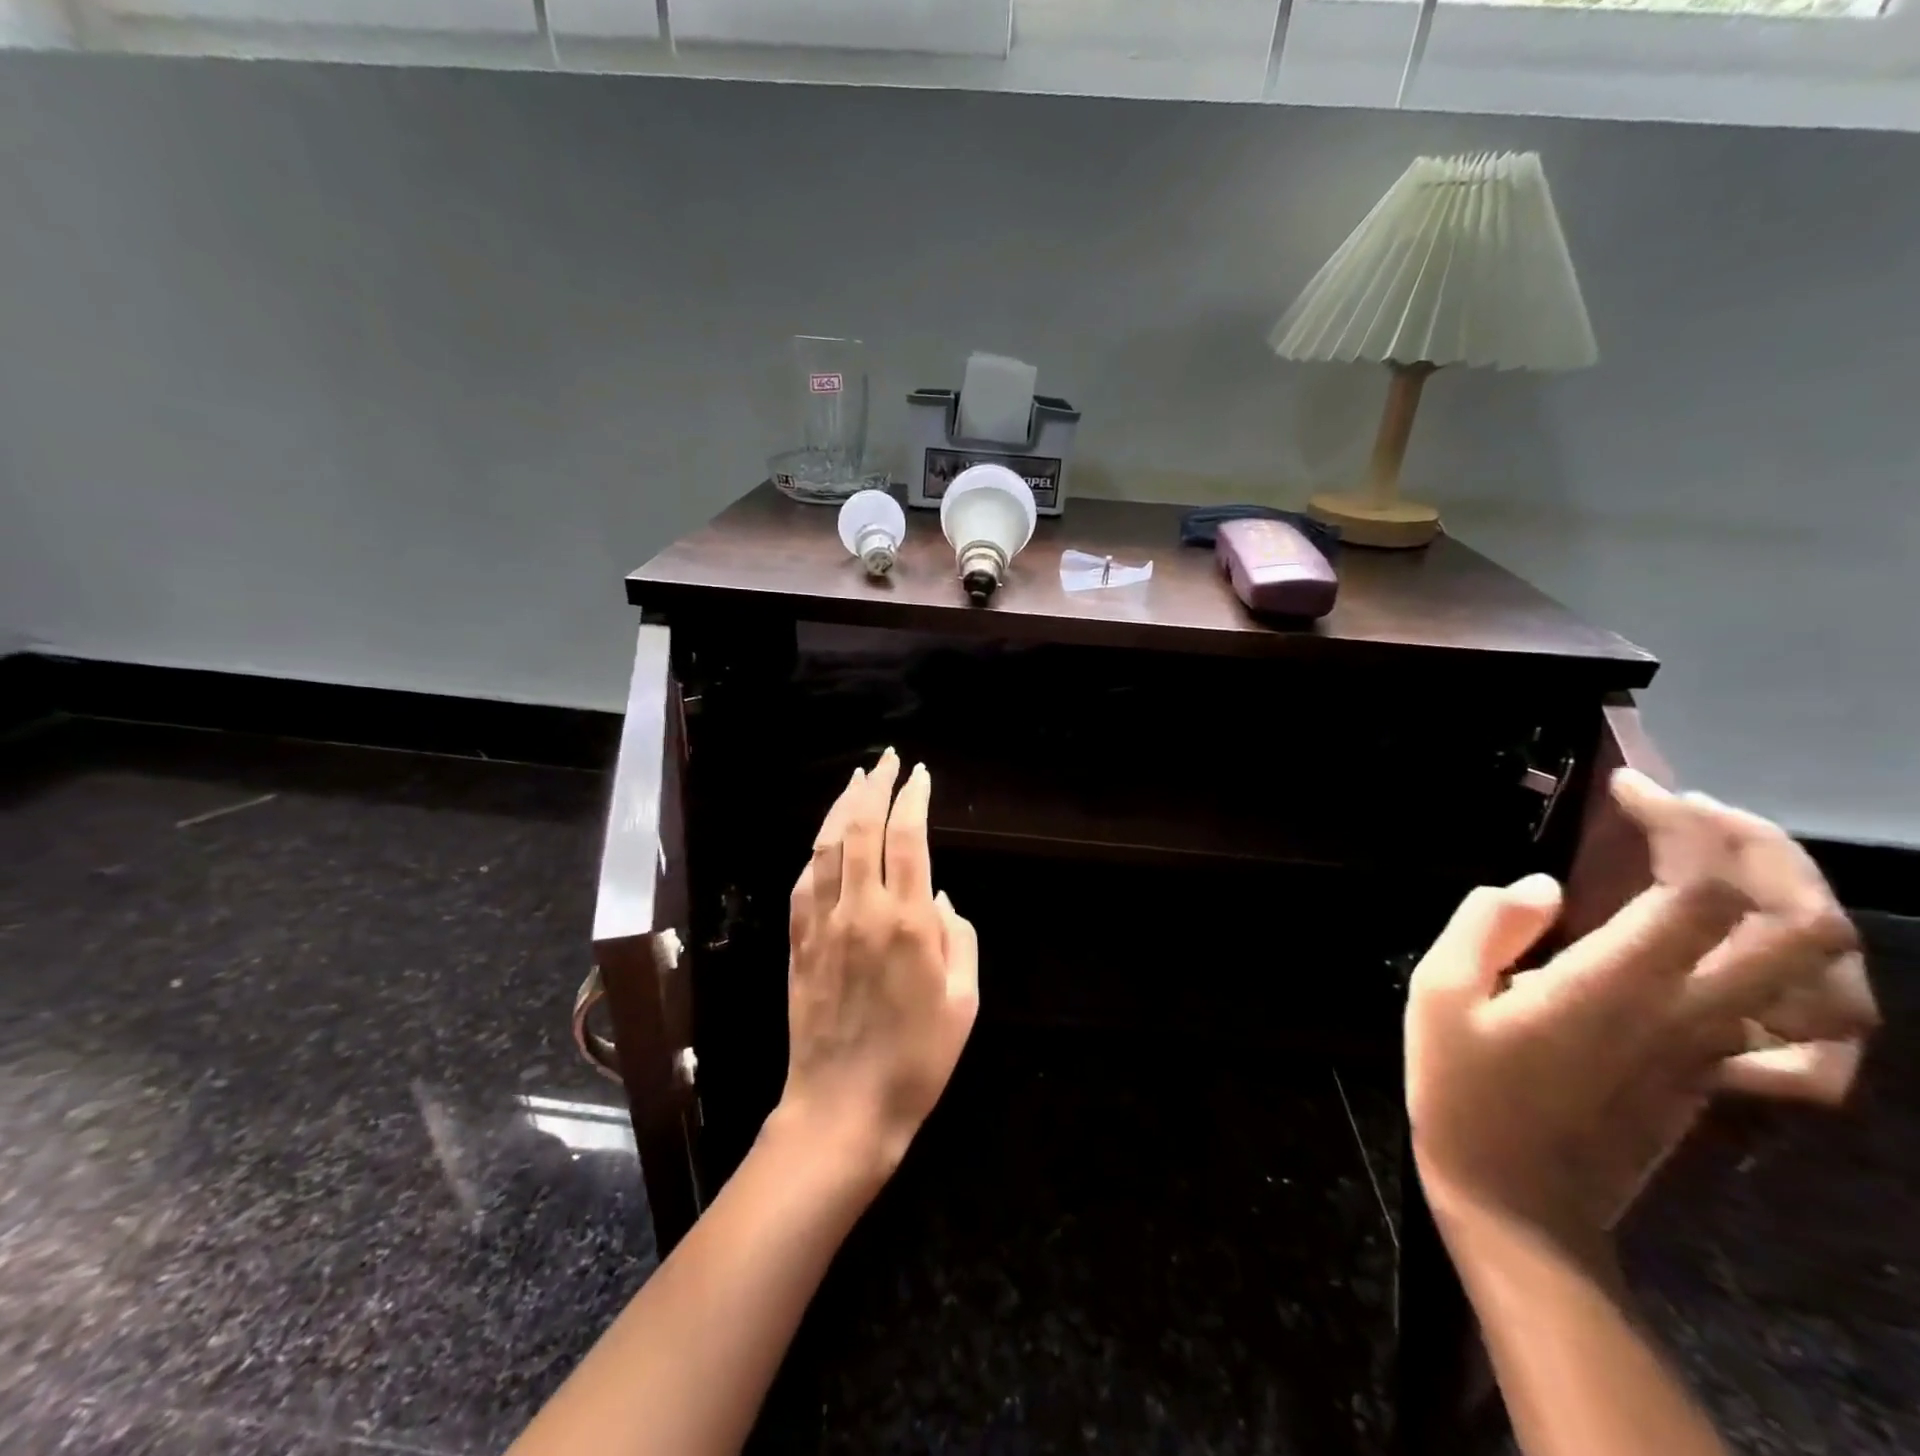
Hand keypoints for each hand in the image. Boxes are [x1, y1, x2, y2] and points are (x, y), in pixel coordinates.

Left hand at [776, 749, 978, 1177]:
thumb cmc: (916, 1061)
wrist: (842, 1109)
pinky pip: (804, 881)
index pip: (908, 838)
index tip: (920, 775)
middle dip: (875, 786)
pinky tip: (826, 840)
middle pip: (862, 828)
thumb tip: (942, 898)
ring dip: (842, 807)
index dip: (913, 799)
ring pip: (827, 846)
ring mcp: (823, 924)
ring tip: (856, 782)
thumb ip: (960, 940)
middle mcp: (862, 911)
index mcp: (908, 923)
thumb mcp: (963, 1003)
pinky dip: (817, 851)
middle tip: (886, 762)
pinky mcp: (798, 943)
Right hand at [1406, 770, 1870, 1238]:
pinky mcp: (1720, 1079)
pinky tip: (1760, 960)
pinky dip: (1813, 985)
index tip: (1630, 790)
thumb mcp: (1436, 996)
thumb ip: (1485, 927)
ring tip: (1733, 866)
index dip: (1683, 824)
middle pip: (1797, 924)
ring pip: (1826, 978)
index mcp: (1616, 989)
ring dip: (1798, 904)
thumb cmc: (1462, 1092)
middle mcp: (1692, 1016)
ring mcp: (1719, 1053)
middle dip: (1762, 847)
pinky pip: (1812, 1034)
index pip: (1700, 890)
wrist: (1517, 1202)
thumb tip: (1539, 887)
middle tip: (1692, 813)